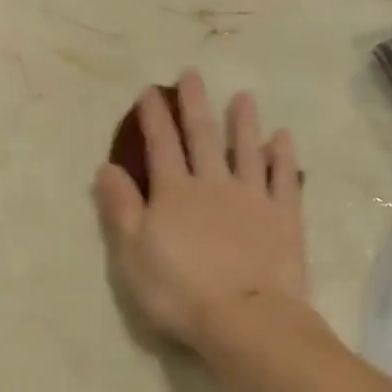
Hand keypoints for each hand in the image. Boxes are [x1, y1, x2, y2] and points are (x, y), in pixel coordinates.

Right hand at [94, 70, 307, 348]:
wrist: (244, 317)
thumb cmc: (178, 292)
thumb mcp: (132, 256)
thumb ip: (120, 209)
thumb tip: (106, 167)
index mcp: (174, 194)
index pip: (160, 146)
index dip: (153, 118)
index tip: (148, 92)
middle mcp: (213, 185)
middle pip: (203, 137)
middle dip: (195, 105)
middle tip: (193, 74)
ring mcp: (253, 198)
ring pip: (248, 149)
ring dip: (244, 122)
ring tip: (243, 97)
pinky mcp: (285, 217)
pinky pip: (284, 177)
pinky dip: (283, 155)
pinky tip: (282, 138)